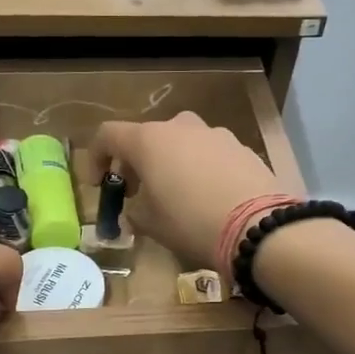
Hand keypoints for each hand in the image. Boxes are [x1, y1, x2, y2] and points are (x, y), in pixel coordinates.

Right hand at [96, 113, 299, 268]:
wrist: (258, 226)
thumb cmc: (191, 222)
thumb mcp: (151, 224)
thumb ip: (135, 211)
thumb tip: (136, 208)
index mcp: (149, 140)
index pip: (108, 135)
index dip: (96, 158)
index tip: (99, 185)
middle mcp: (181, 127)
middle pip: (148, 137)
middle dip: (137, 163)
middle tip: (137, 193)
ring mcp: (215, 134)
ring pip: (182, 144)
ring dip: (171, 164)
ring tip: (176, 197)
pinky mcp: (243, 148)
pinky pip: (210, 155)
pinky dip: (201, 170)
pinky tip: (208, 199)